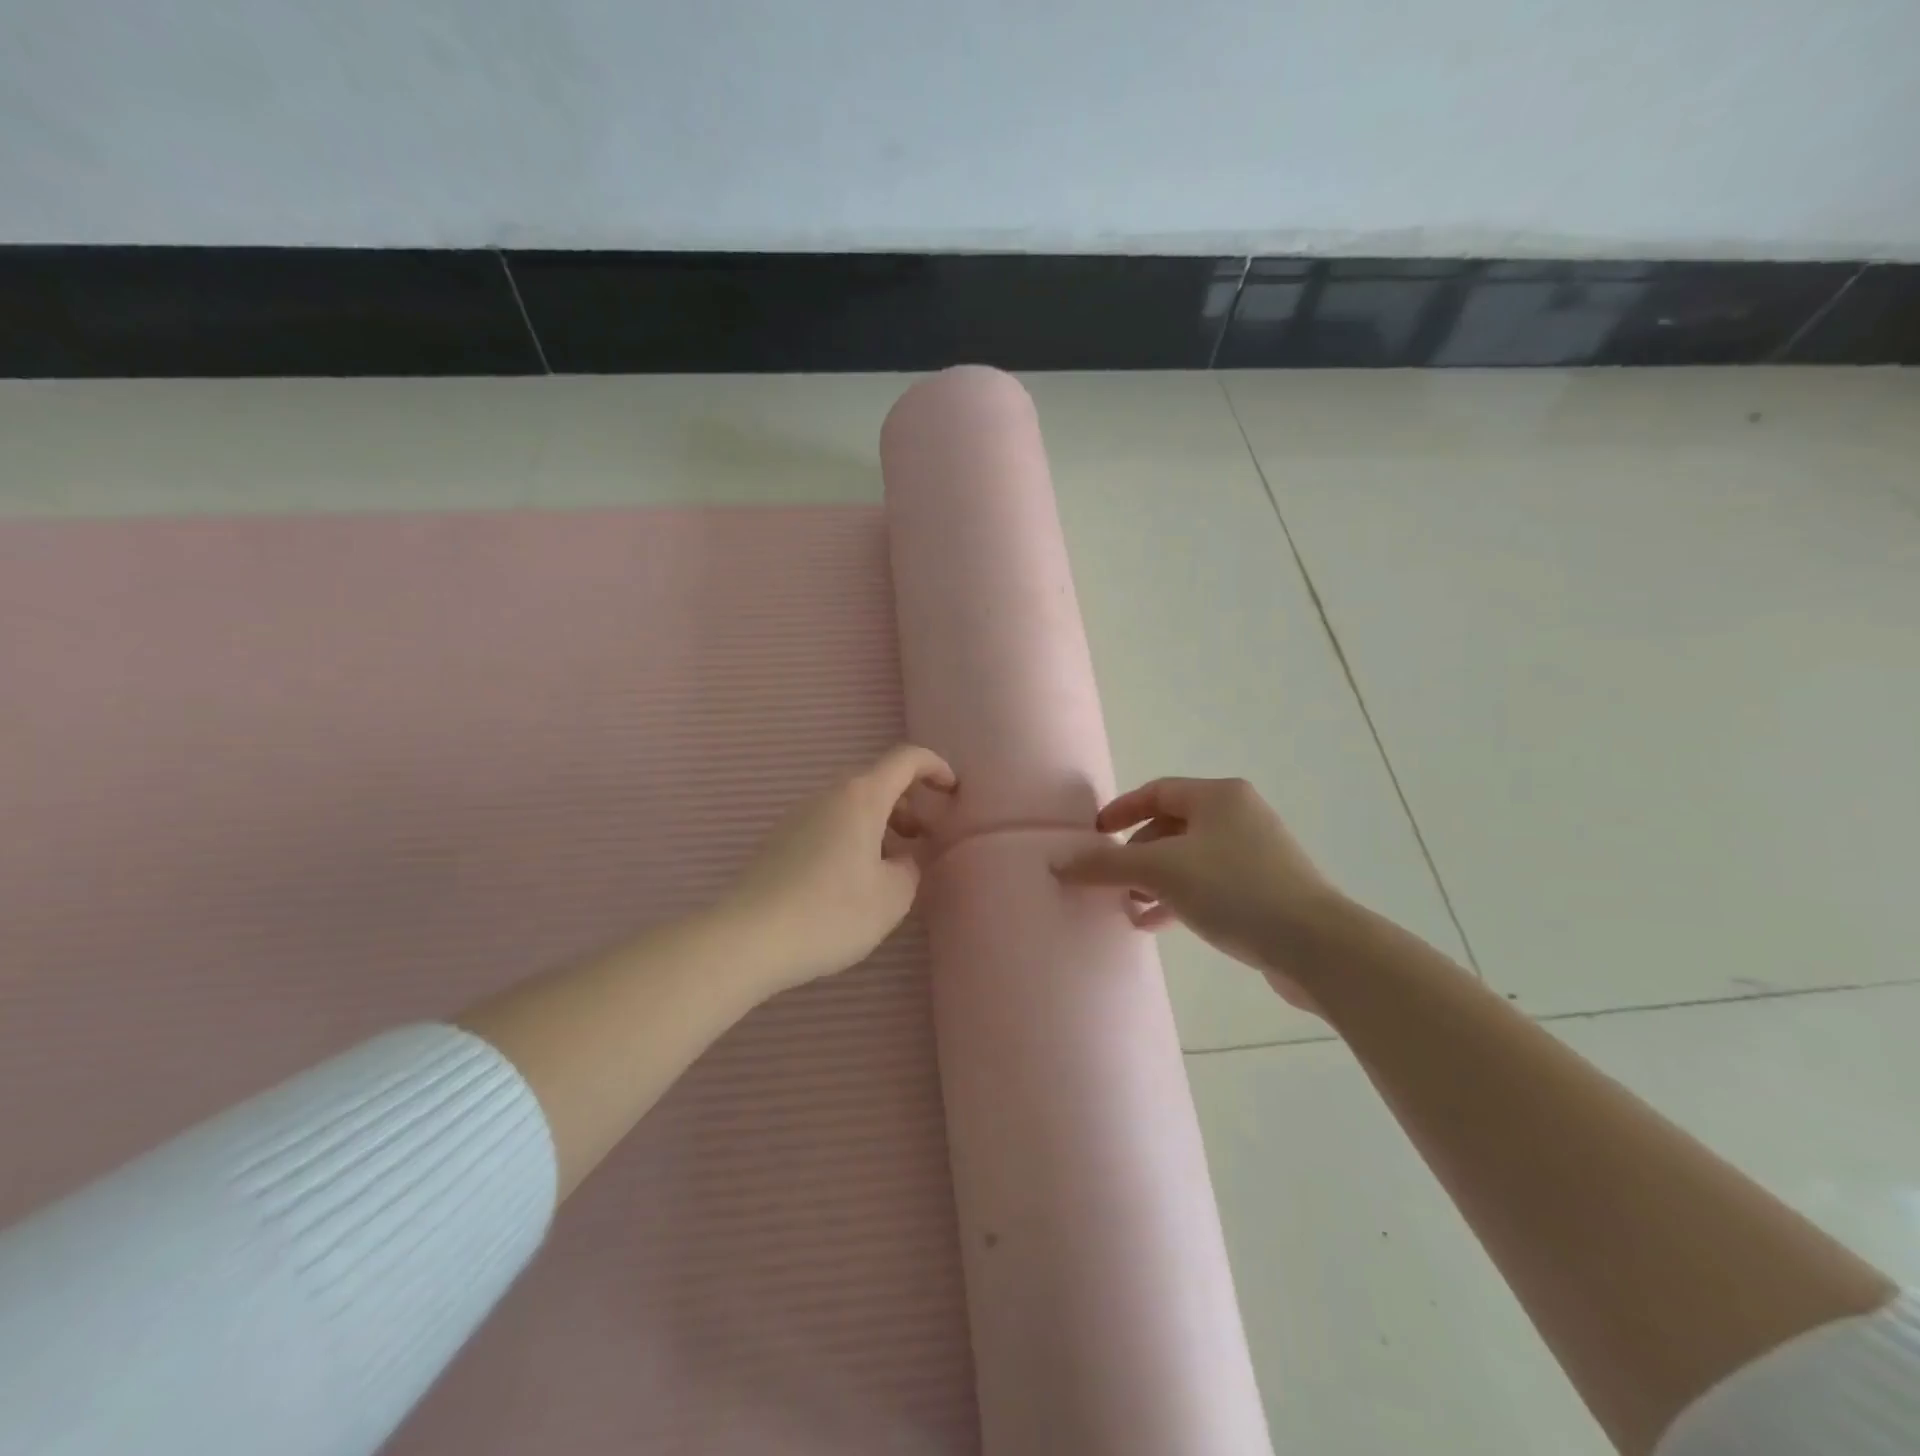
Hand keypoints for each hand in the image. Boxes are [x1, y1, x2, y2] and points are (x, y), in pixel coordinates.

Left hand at [723, 744, 956, 993]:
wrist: (747, 938)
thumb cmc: (831, 913)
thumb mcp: (891, 897)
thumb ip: (910, 868)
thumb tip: (904, 858)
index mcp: (861, 797)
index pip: (906, 759)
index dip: (935, 767)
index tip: (952, 791)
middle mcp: (828, 795)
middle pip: (877, 781)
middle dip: (908, 801)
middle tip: (924, 837)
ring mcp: (799, 815)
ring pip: (851, 804)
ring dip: (880, 822)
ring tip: (892, 863)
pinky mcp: (780, 839)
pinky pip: (828, 823)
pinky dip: (853, 835)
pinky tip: (854, 878)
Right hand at [1052, 777, 1341, 1009]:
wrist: (1317, 946)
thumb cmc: (1235, 890)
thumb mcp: (1161, 872)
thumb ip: (1106, 865)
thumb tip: (1057, 862)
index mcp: (1219, 796)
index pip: (1156, 792)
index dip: (1120, 811)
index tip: (1094, 837)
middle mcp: (1239, 816)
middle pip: (1171, 827)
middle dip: (1136, 854)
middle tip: (1111, 880)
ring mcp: (1256, 854)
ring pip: (1189, 859)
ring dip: (1155, 881)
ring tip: (1128, 907)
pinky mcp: (1266, 890)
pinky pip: (1209, 885)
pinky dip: (1180, 898)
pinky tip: (1157, 924)